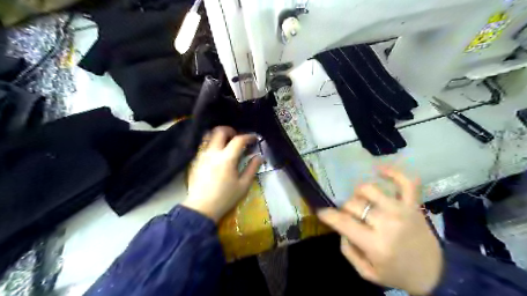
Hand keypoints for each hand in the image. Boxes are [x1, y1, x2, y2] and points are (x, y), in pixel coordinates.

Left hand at [184, 126, 262, 223]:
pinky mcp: (195, 160)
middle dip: (231, 130)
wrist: (201, 208)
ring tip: (226, 142)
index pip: (239, 140)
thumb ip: (252, 168)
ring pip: (209, 135)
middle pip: (220, 131)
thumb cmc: (225, 198)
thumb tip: (259, 156)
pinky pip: (203, 145)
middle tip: (238, 137)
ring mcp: (202, 155)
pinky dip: (212, 143)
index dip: (248, 137)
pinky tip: (217, 153)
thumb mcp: (243, 185)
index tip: (255, 139)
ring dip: (219, 135)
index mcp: (227, 158)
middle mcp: (213, 153)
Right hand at [316, 168, 442, 294]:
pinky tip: (379, 169)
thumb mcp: (366, 272)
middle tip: (349, 217)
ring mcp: (402, 210)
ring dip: (359, 193)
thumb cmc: (397, 273)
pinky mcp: (413, 204)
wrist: (435, 273)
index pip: (343, 221)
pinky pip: (405, 181)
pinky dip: (392, 172)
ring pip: (369, 188)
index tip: (321, 212)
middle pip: (353, 203)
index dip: (328, 215)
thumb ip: (347, 249)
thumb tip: (341, 227)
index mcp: (375, 244)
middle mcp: (388, 223)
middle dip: (345, 209)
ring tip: (362, 201)